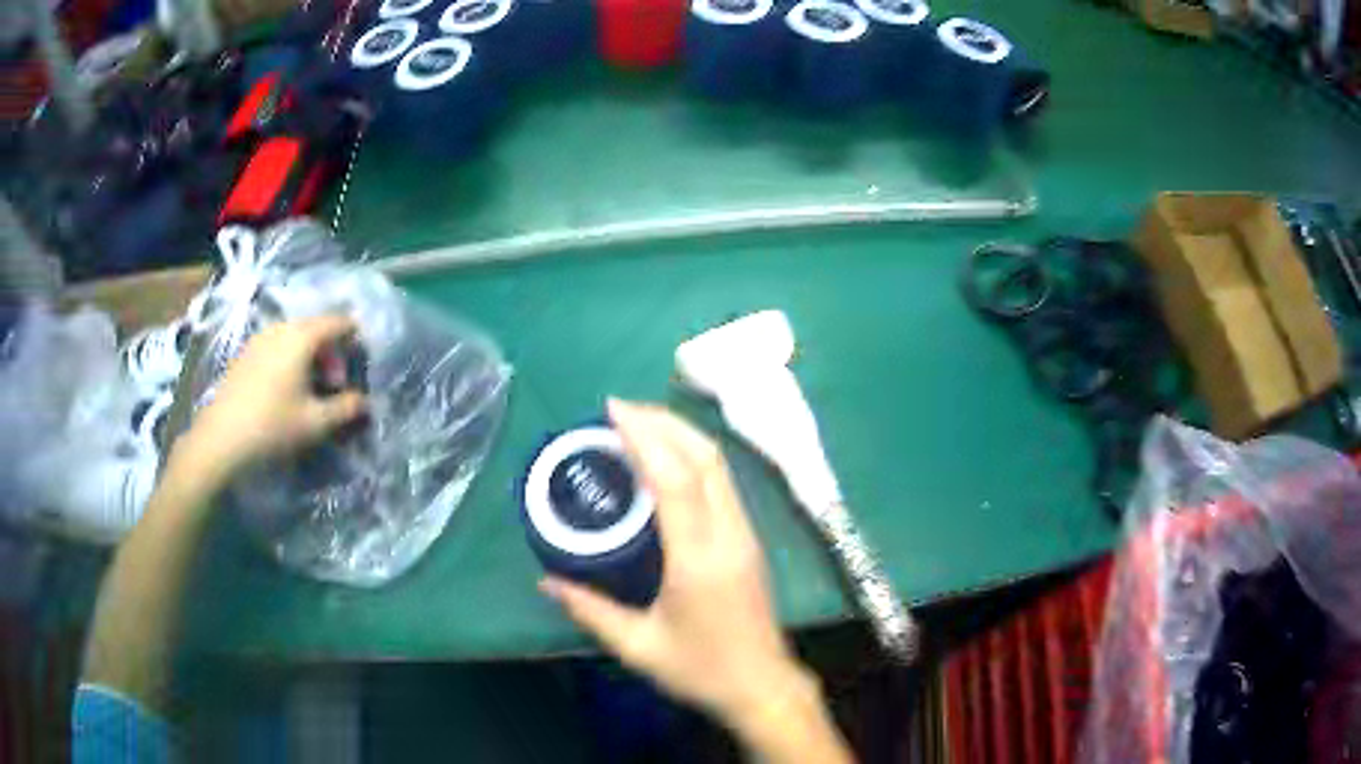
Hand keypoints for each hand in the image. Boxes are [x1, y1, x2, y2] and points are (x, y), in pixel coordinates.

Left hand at [185, 315, 367, 474]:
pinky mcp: (245, 353)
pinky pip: (276, 346)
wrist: (222, 439)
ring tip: (310, 389)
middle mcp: (281, 328)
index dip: (354, 336)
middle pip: (315, 328)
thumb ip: (345, 408)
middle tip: (335, 384)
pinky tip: (286, 390)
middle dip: (330, 352)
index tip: (362, 358)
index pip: (337, 322)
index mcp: (302, 337)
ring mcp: (259, 339)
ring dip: (308, 357)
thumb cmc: (273, 426)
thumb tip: (364, 401)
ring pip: (293, 337)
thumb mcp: (316, 422)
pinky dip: (289, 360)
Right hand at [540, 399, 812, 729]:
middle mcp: (728, 534)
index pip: (674, 479)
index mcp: (698, 558)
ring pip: (719, 465)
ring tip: (639, 424)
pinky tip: (667, 459)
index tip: (612, 410)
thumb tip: (546, 580)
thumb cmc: (701, 669)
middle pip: (704, 458)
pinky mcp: (750, 538)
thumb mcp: (638, 646)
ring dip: (681, 434)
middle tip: (620, 409)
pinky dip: (693, 457)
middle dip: (663, 422)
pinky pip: (723, 482)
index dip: (645, 437)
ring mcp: (746, 533)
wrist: (762, 685)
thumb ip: (590, 611)